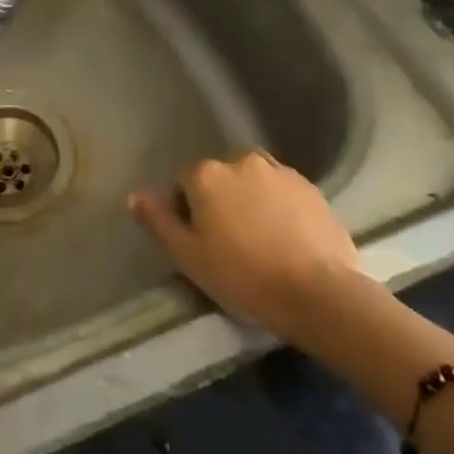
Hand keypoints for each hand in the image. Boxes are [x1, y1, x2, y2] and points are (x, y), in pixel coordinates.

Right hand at [129, 151, 359, 337]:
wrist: (319, 292)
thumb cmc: (243, 276)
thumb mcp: (189, 257)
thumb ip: (159, 223)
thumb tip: (134, 196)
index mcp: (206, 174)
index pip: (183, 181)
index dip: (185, 209)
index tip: (197, 240)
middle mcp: (241, 160)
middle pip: (219, 177)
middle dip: (219, 200)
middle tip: (228, 241)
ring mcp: (280, 171)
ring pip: (252, 181)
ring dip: (250, 199)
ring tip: (259, 239)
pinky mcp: (312, 187)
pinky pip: (283, 191)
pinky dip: (279, 207)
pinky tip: (286, 239)